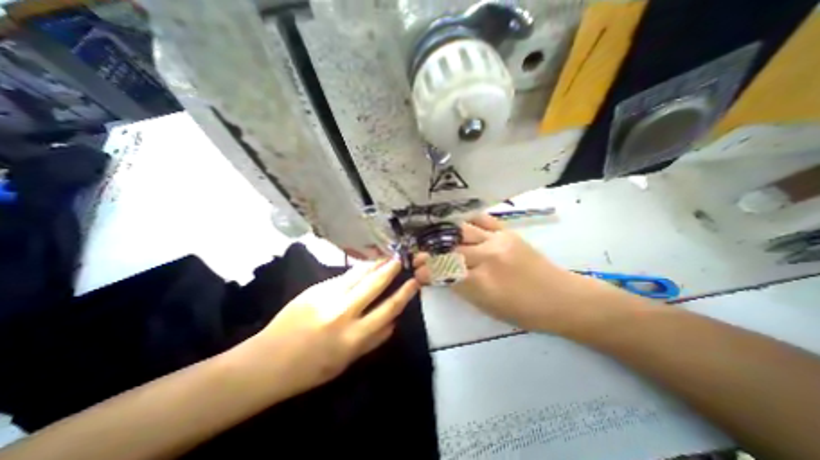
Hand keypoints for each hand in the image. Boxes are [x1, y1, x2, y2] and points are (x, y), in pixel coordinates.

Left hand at [250, 261, 418, 392]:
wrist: (268, 361)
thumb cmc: (311, 368)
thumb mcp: (347, 362)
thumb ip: (374, 340)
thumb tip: (394, 322)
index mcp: (354, 337)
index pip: (388, 309)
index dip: (405, 293)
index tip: (414, 282)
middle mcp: (344, 313)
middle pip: (375, 285)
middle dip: (391, 270)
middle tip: (402, 260)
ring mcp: (328, 297)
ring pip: (359, 274)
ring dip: (375, 265)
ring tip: (386, 258)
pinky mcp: (316, 288)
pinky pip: (343, 276)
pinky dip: (358, 269)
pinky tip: (365, 266)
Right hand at [418, 213, 600, 331]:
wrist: (561, 297)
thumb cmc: (524, 311)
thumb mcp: (487, 307)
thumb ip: (462, 288)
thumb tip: (441, 276)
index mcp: (483, 283)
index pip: (445, 273)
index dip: (427, 272)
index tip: (416, 272)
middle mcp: (487, 258)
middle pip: (450, 250)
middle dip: (429, 253)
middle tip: (418, 255)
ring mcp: (498, 241)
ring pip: (461, 232)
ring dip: (442, 235)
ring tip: (431, 238)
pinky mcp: (507, 232)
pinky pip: (482, 219)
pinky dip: (465, 220)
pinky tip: (455, 223)